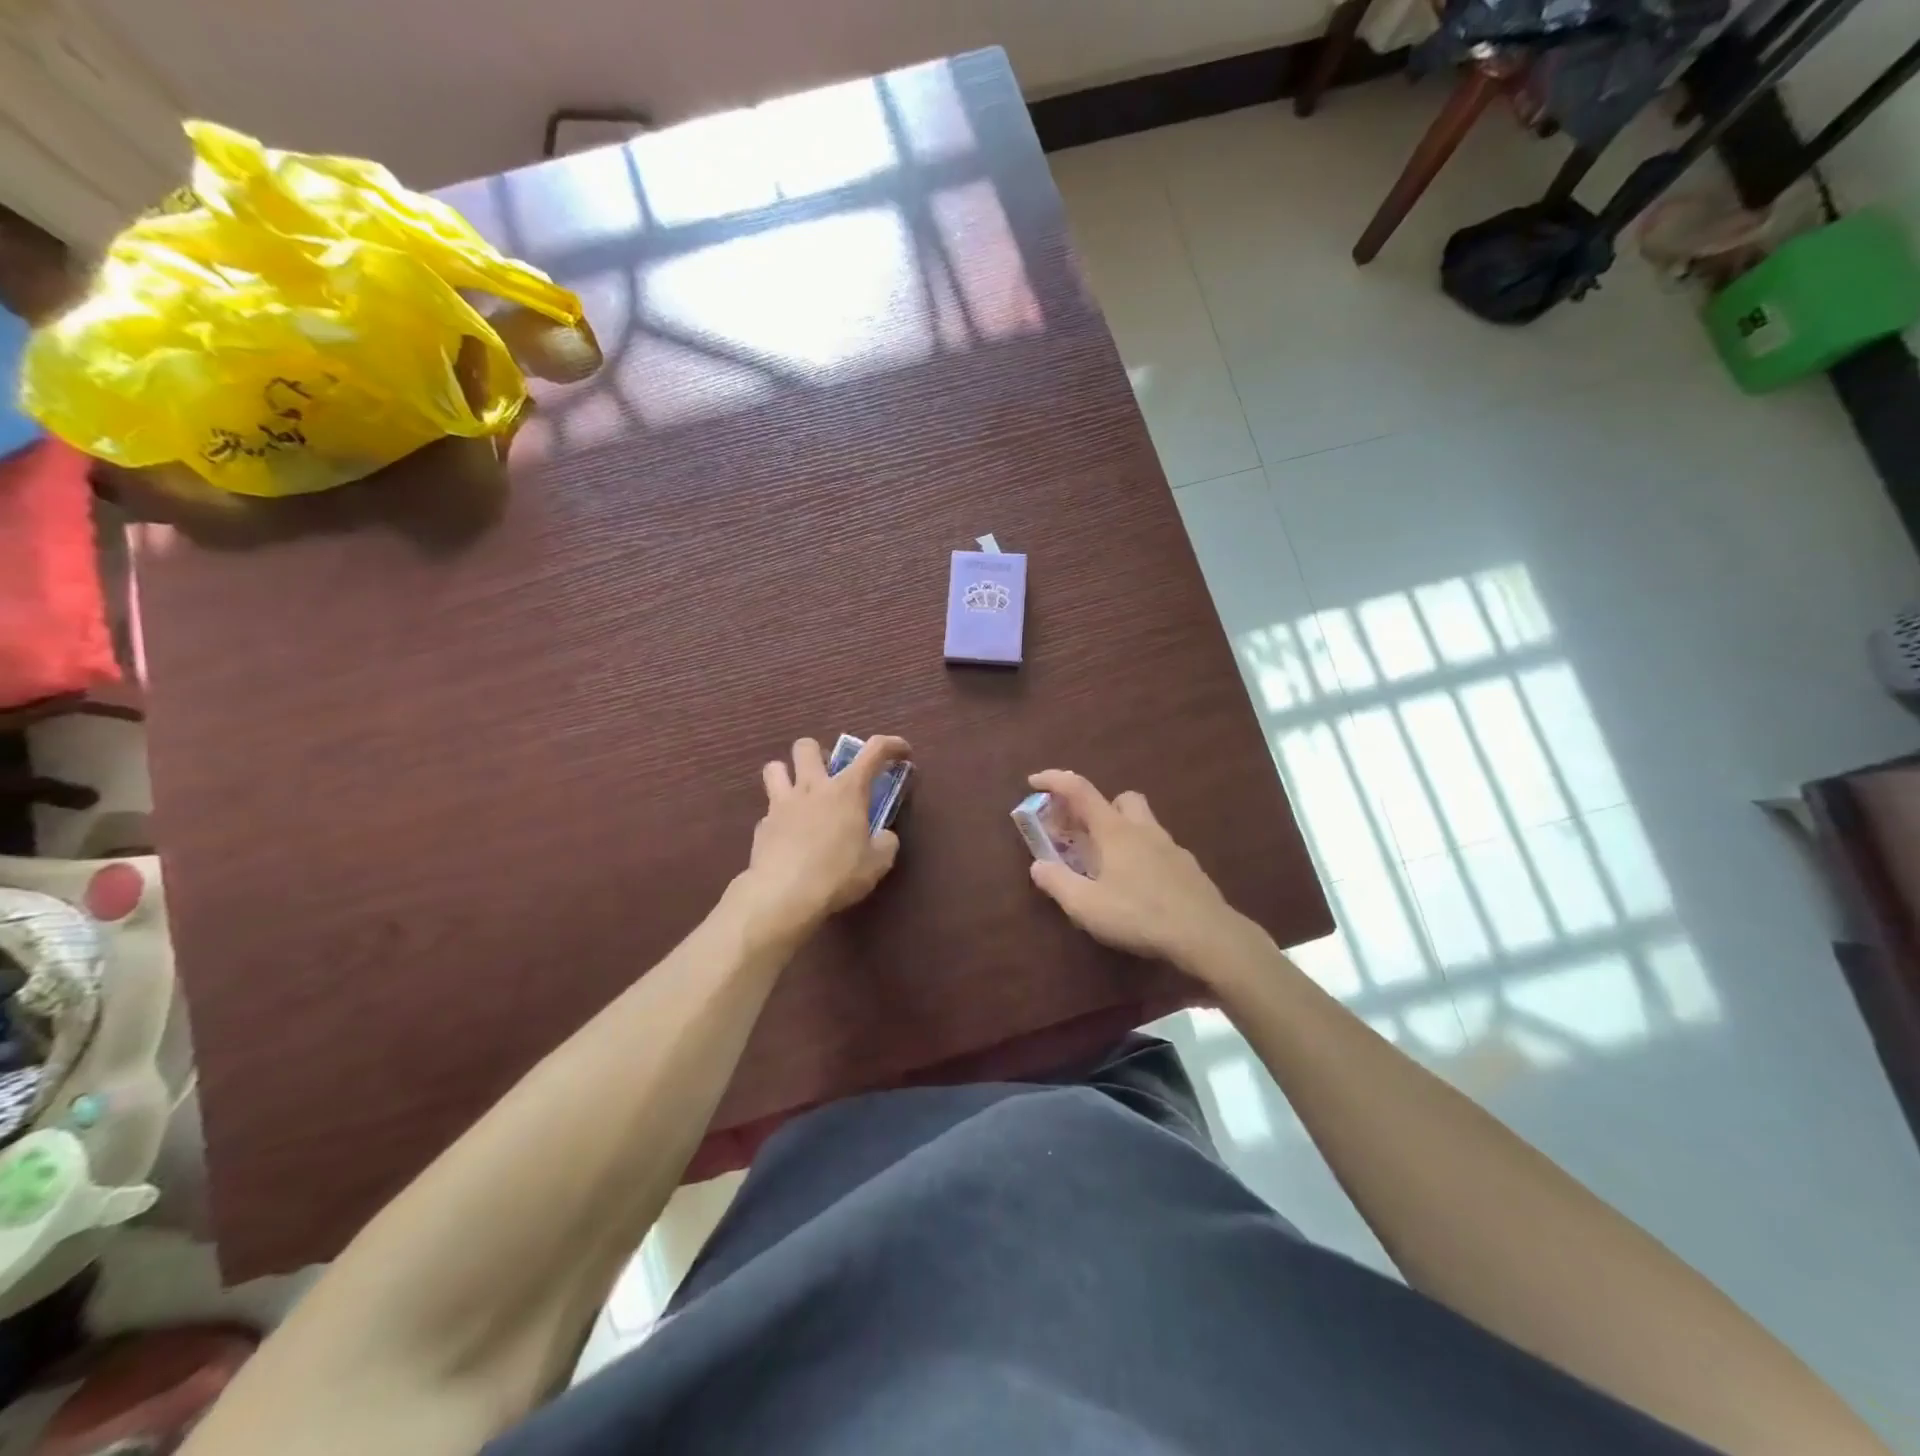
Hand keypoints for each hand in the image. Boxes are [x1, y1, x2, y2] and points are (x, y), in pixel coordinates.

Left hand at [736, 735, 910, 942]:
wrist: (784, 896)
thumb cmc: (838, 874)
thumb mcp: (878, 863)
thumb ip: (885, 843)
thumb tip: (883, 837)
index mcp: (847, 790)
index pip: (874, 751)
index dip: (892, 745)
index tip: (903, 752)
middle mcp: (812, 787)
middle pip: (806, 746)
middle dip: (819, 754)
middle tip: (830, 776)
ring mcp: (781, 804)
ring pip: (774, 767)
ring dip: (787, 774)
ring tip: (800, 795)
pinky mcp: (762, 827)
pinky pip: (769, 811)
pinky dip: (779, 818)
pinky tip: (789, 838)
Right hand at [1024, 770, 1268, 985]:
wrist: (1206, 934)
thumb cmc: (1139, 914)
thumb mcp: (1086, 905)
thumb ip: (1057, 883)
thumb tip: (1038, 865)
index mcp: (1114, 831)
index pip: (1080, 790)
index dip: (1055, 779)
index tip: (1034, 780)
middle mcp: (1143, 829)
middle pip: (1121, 798)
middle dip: (1099, 807)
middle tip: (1083, 834)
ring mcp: (1171, 847)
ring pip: (1144, 822)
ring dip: (1123, 831)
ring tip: (1110, 864)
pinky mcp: (1188, 868)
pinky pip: (1160, 849)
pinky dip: (1144, 856)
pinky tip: (1139, 886)